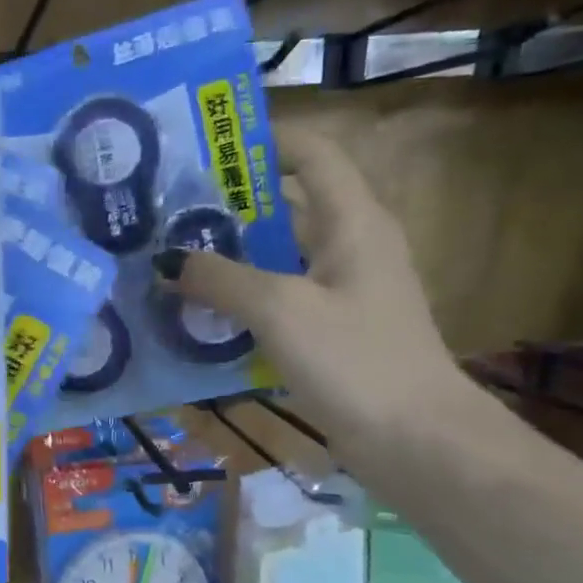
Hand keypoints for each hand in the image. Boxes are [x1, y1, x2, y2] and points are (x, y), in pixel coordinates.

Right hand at [155, 128, 468, 458]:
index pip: (313, 154)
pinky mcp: (332, 330)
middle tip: (171, 209)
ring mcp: (343, 291)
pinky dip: (242, 298)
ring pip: (279, 256)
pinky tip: (200, 312)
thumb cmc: (355, 360)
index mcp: (353, 222)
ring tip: (173, 257)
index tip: (206, 149)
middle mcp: (351, 246)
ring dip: (231, 255)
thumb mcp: (280, 310)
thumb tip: (167, 261)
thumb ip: (220, 279)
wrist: (416, 441)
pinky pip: (278, 298)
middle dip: (231, 203)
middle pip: (288, 205)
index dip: (265, 141)